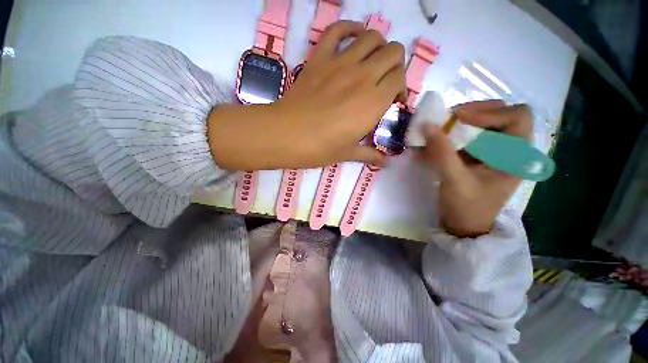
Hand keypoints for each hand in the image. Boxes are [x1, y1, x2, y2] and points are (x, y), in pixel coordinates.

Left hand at [207, 21, 406, 170]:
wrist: (288, 135)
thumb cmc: (321, 148)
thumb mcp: (349, 153)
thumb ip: (370, 154)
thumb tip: (385, 163)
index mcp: (374, 102)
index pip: (400, 79)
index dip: (400, 88)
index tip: (393, 100)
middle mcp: (363, 76)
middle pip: (393, 52)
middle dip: (395, 65)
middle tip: (385, 80)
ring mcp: (340, 62)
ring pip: (372, 36)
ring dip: (378, 46)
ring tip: (372, 61)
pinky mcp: (320, 58)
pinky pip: (337, 30)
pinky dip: (349, 28)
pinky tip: (354, 37)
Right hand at [415, 101, 532, 237]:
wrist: (462, 224)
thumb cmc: (467, 207)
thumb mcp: (455, 181)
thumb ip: (442, 153)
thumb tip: (425, 125)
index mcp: (516, 154)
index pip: (516, 116)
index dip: (489, 112)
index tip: (458, 118)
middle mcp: (508, 147)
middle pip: (497, 113)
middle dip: (471, 113)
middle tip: (447, 120)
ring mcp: (490, 150)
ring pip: (479, 122)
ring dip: (456, 123)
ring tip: (436, 130)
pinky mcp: (474, 154)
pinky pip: (463, 136)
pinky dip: (447, 135)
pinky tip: (431, 142)